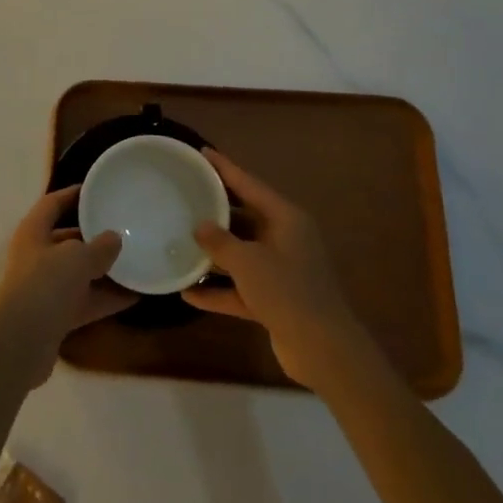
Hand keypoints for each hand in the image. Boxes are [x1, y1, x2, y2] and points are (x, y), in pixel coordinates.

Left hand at [0, 186, 137, 386]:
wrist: (20, 343)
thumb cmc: (44, 284)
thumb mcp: (76, 258)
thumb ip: (99, 246)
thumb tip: (114, 238)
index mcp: (34, 231)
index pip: (53, 204)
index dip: (74, 195)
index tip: (99, 190)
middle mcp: (37, 256)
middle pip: (68, 239)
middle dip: (95, 236)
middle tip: (126, 229)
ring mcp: (46, 288)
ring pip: (80, 273)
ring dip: (106, 270)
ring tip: (138, 261)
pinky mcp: (56, 317)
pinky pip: (87, 300)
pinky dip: (108, 298)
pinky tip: (136, 296)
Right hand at [183, 149, 357, 388]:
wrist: (323, 350)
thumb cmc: (287, 292)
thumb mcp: (248, 261)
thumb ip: (220, 241)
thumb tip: (200, 226)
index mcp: (285, 218)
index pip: (249, 184)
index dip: (224, 168)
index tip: (202, 153)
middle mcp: (285, 239)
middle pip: (244, 217)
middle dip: (214, 211)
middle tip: (184, 196)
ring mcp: (280, 271)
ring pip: (240, 254)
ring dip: (213, 254)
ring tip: (178, 241)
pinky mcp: (274, 300)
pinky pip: (239, 287)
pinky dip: (217, 290)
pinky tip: (187, 294)